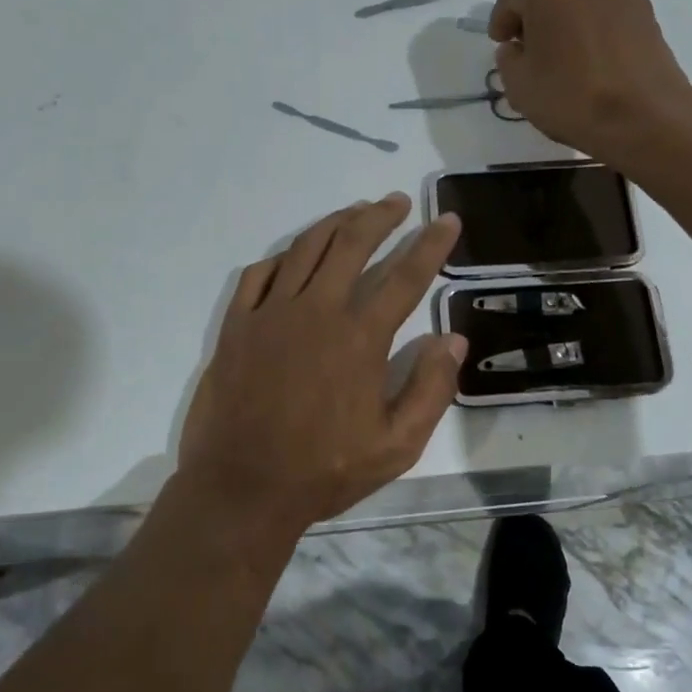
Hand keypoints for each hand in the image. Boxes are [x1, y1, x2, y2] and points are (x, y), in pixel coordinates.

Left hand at [173, 195, 465, 546]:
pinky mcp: (237, 324)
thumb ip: (430, 389)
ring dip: (336, 223)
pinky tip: (296, 254)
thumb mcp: (396, 445)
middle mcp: (316, 311)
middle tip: (398, 202)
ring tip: (356, 212)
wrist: (241, 489)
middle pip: (352, 244)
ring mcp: (271, 313)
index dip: (431, 245)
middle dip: (380, 216)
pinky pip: (260, 273)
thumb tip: (454, 339)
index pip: (405, 277)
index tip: (448, 220)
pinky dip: (283, 256)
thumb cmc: (324, 471)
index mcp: (359, 338)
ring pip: (306, 248)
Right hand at [489, 0, 691, 167]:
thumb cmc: (571, 97)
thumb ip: (508, 59)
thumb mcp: (519, 85)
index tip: (501, 44)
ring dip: (565, 17)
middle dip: (534, 12)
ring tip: (561, 52)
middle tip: (527, 45)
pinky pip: (606, 12)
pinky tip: (590, 58)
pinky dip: (592, 26)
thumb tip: (517, 48)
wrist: (645, 117)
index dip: (501, 18)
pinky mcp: (646, 13)